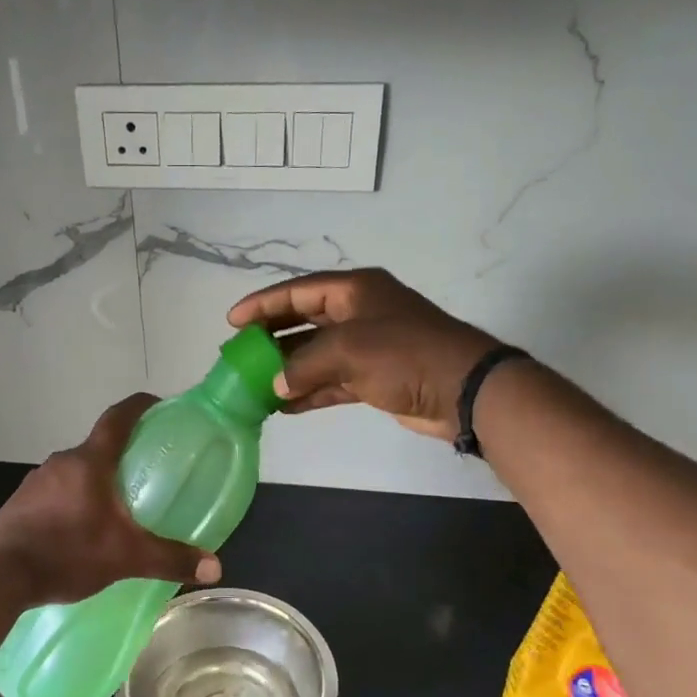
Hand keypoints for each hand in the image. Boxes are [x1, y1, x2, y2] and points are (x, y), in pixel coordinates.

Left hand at [0, 394, 224, 604]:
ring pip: (76, 471)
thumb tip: (215, 567)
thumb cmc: (66, 553)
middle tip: (148, 471)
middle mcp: (61, 462)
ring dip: (97, 480)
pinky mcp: (20, 504)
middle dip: (123, 454)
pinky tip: (83, 530)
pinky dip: (75, 500)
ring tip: (119, 505)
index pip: (118, 418)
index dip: (140, 406)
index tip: (159, 404)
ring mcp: (36, 482)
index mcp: (89, 461)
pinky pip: (56, 492)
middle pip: (98, 446)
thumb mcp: (125, 557)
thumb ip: (170, 559)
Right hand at [228, 268, 501, 439]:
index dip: (263, 304)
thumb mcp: (348, 350)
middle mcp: (358, 313)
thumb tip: (276, 385)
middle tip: (240, 352)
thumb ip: (304, 365)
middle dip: (271, 337)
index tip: (232, 320)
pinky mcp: (374, 378)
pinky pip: (331, 381)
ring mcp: (367, 347)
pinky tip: (283, 406)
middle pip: (303, 320)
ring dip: (287, 369)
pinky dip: (308, 391)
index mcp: (354, 291)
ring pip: (315, 354)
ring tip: (254, 383)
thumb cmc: (404, 354)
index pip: (298, 291)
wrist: (463, 389)